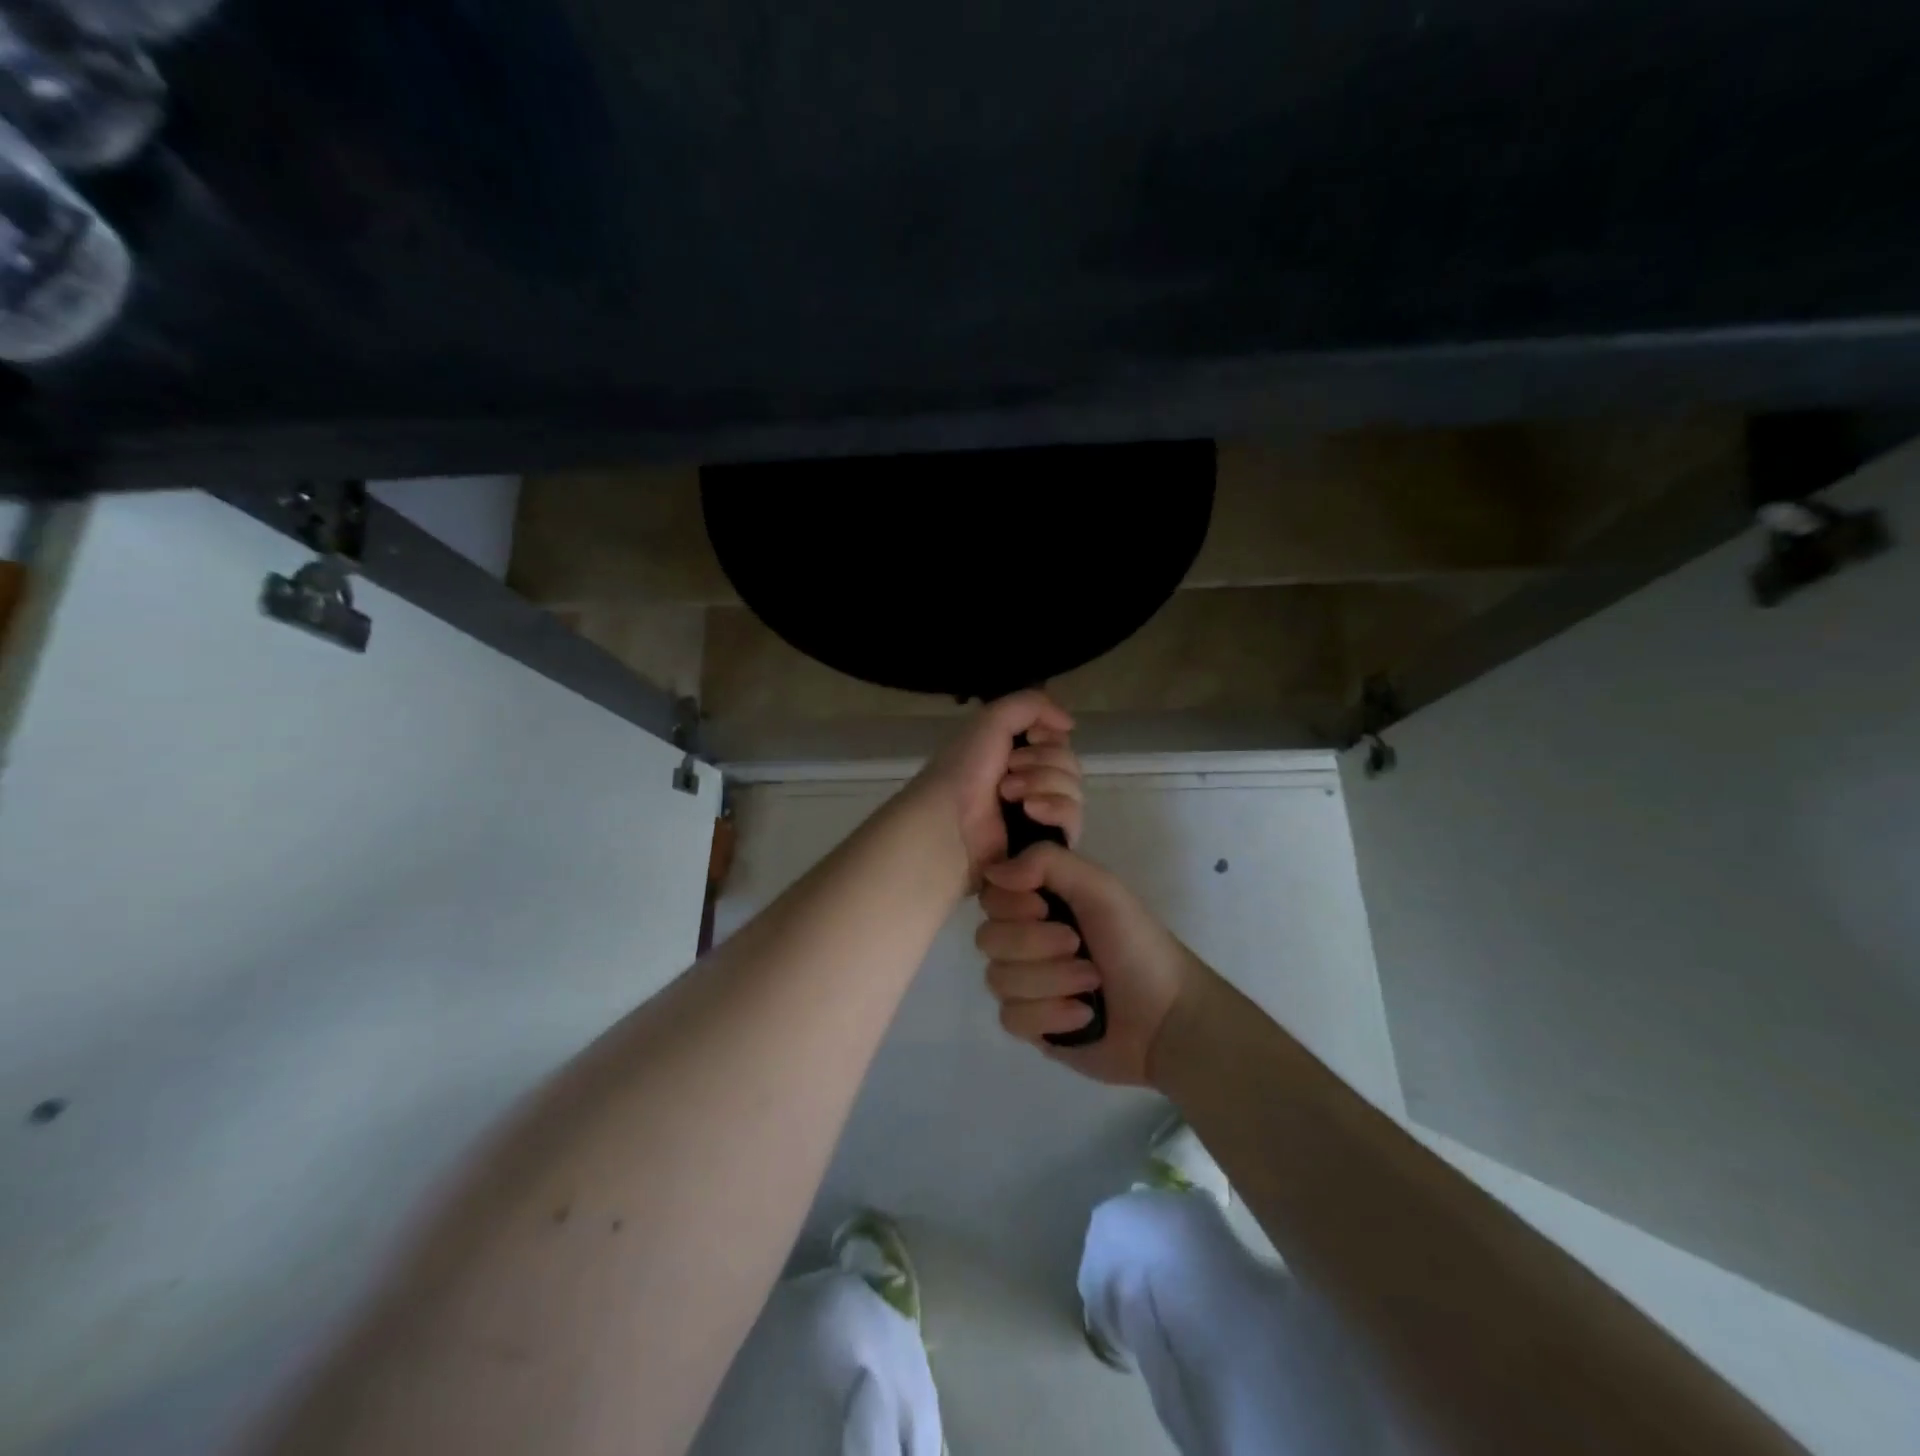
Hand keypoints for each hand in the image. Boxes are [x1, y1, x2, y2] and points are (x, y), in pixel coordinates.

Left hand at [912, 691, 1082, 885]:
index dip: (1050, 736)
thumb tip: (1069, 724)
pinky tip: (1030, 811)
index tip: (1032, 737)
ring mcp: (1039, 816)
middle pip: (1069, 764)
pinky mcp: (1046, 844)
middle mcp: (1029, 784)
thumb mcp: (993, 720)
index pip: (1058, 742)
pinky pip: (1072, 820)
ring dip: (1043, 783)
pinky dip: (1055, 809)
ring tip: (1008, 794)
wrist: (949, 821)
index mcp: (1015, 757)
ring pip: (1073, 790)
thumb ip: (1032, 705)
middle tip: (1009, 770)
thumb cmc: (964, 769)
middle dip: (1042, 761)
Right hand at [976, 843, 1214, 1085]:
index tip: (1045, 907)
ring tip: (1091, 984)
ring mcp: (1025, 983)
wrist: (1167, 1018)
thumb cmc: (1138, 945)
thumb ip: (1048, 862)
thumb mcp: (1101, 888)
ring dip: (1051, 982)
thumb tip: (994, 872)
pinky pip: (1010, 1018)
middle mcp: (1025, 938)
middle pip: (988, 938)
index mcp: (1038, 901)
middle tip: (1077, 946)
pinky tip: (1082, 1016)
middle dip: (1037, 946)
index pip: (990, 896)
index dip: (1011, 905)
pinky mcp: (1030, 1024)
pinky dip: (1051, 1016)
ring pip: (997, 980)